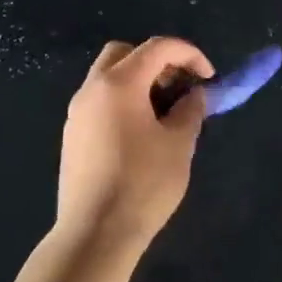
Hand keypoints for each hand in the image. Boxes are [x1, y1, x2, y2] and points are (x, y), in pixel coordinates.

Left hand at [55, 37, 213, 249]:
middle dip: (158, 61)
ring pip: (109, 77)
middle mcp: (92, 89)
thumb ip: (190, 110)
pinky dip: (124, 101)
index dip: (189, 54)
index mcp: (119, 84)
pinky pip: (100, 101)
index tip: (209, 77)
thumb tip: (195, 94)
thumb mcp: (179, 144)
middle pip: (125, 53)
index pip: (157, 48)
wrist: (95, 233)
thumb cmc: (143, 184)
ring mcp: (77, 113)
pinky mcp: (73, 136)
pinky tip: (142, 133)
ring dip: (140, 81)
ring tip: (166, 112)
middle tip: (180, 87)